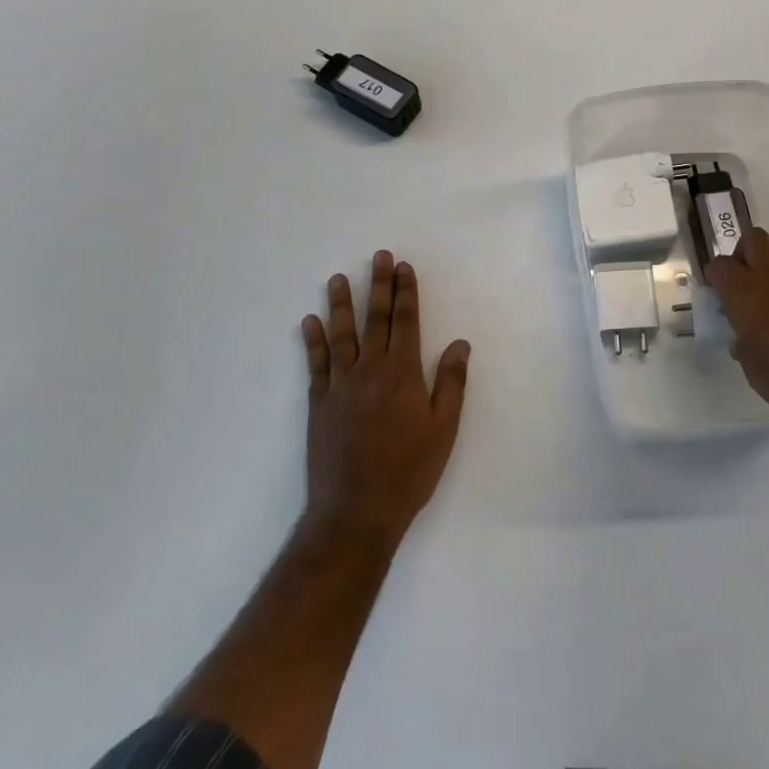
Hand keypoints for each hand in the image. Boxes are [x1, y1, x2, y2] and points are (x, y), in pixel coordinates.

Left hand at [301, 251, 469, 545]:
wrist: (356, 511)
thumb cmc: (408, 471)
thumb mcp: (444, 430)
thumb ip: (450, 383)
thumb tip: (459, 343)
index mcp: (403, 374)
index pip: (406, 322)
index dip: (406, 292)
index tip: (404, 267)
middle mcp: (370, 370)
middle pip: (375, 319)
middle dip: (378, 285)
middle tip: (378, 256)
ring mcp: (340, 386)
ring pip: (341, 335)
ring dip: (341, 304)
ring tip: (338, 278)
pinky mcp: (319, 404)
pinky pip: (316, 364)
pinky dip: (312, 341)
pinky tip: (309, 322)